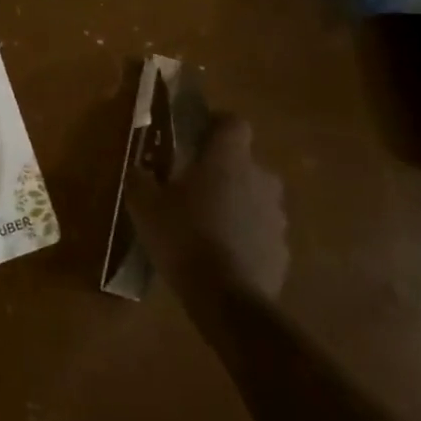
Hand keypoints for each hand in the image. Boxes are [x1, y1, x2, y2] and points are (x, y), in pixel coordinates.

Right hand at [129, 114, 288, 299]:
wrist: (226, 298)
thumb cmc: (183, 236)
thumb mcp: (144, 205)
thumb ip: (140, 179)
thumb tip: (137, 168)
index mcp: (228, 159)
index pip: (233, 122)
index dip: (216, 125)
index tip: (196, 137)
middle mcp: (260, 178)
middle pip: (244, 162)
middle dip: (222, 171)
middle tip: (193, 188)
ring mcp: (276, 215)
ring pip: (254, 197)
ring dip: (235, 204)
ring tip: (206, 225)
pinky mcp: (282, 248)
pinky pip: (260, 230)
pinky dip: (244, 235)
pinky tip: (220, 255)